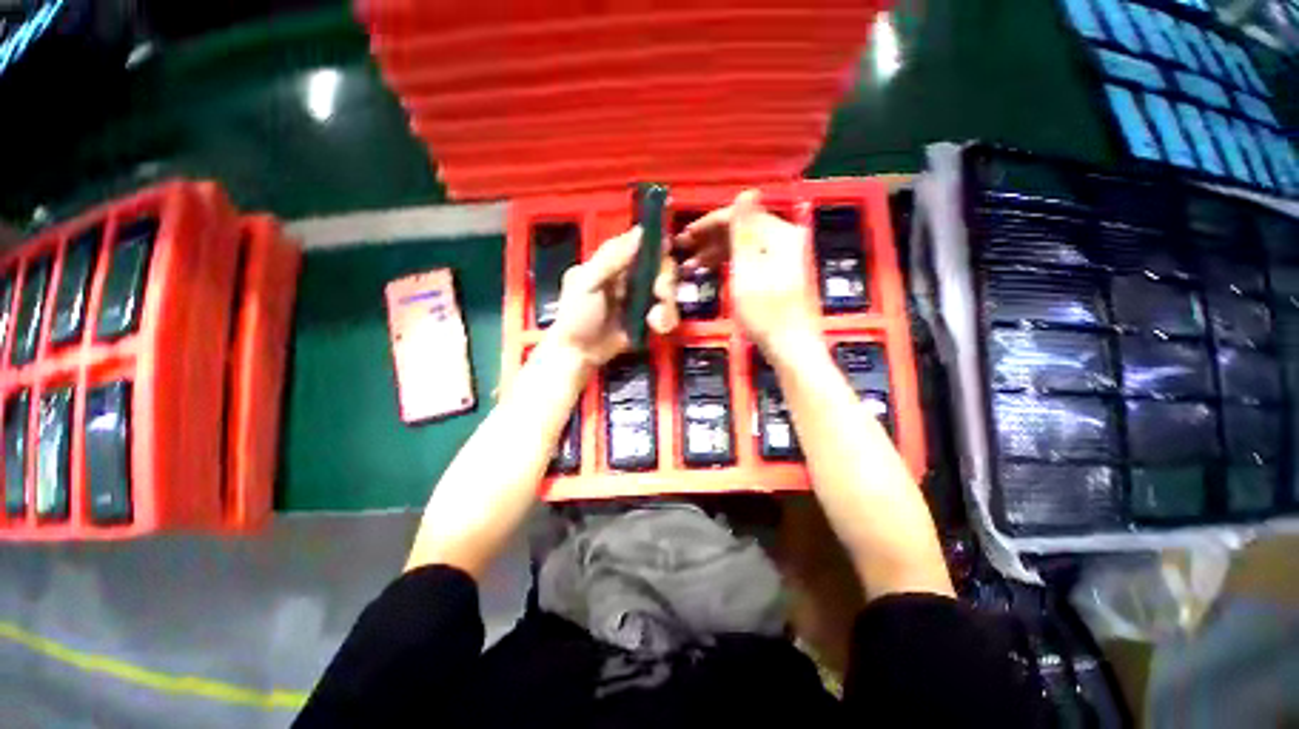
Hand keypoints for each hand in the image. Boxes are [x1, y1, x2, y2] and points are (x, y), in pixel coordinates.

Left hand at [549, 227, 678, 365]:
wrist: (580, 353)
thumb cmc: (577, 315)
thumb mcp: (587, 283)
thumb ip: (611, 258)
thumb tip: (638, 231)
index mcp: (612, 262)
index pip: (639, 244)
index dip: (655, 244)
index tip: (667, 247)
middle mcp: (630, 276)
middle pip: (660, 266)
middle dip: (664, 280)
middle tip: (659, 293)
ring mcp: (640, 297)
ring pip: (668, 289)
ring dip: (666, 304)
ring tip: (655, 320)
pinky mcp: (648, 317)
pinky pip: (667, 311)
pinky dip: (665, 319)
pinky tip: (655, 327)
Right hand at [674, 190, 818, 354]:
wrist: (792, 348)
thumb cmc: (766, 312)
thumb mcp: (748, 270)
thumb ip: (744, 231)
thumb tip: (746, 191)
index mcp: (780, 234)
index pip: (740, 216)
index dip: (708, 224)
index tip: (684, 237)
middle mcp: (785, 240)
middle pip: (742, 230)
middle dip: (710, 240)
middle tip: (683, 253)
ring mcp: (784, 258)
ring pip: (744, 246)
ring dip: (716, 253)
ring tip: (691, 267)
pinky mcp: (780, 275)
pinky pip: (750, 260)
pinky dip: (730, 264)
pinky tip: (713, 271)